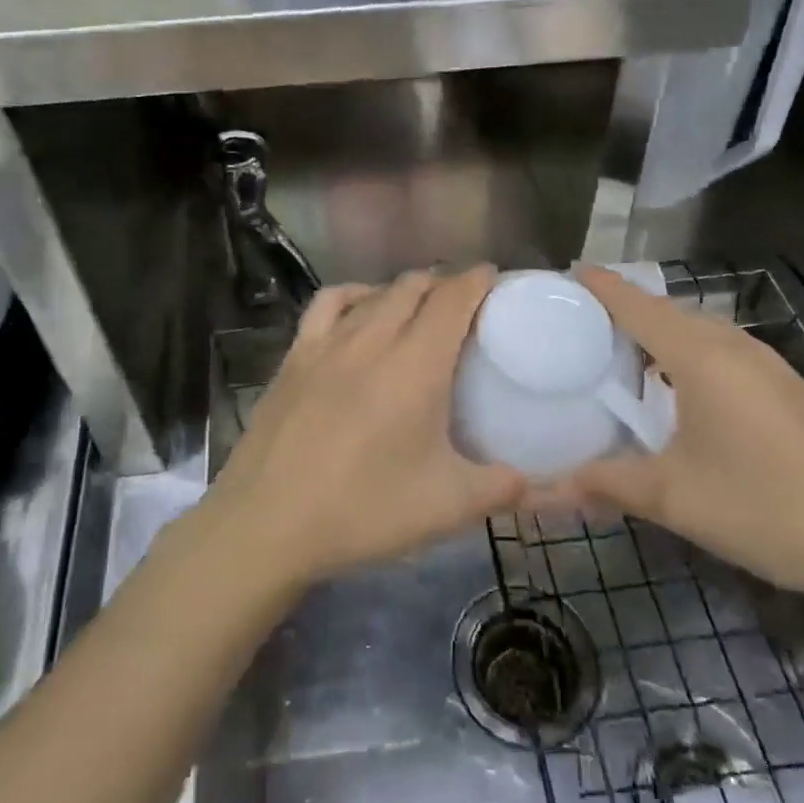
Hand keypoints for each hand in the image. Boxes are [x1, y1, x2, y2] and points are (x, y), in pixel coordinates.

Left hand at [203, 266, 527, 589]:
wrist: (267, 524)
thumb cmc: (363, 511)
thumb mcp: (446, 507)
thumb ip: (501, 489)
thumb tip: (536, 484)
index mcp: (416, 365)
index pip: (453, 299)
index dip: (477, 280)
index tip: (494, 278)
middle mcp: (373, 339)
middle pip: (414, 287)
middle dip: (444, 283)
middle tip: (465, 303)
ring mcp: (327, 343)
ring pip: (375, 293)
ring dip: (403, 289)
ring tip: (419, 304)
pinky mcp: (295, 356)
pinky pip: (328, 304)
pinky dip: (353, 295)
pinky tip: (360, 309)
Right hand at [562, 267, 803, 608]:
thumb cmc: (763, 508)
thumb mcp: (672, 498)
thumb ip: (602, 483)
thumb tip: (539, 491)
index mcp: (702, 357)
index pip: (638, 304)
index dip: (601, 286)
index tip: (565, 276)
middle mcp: (735, 346)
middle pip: (668, 310)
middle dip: (624, 308)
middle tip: (578, 324)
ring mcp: (769, 365)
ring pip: (699, 329)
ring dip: (659, 331)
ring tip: (620, 352)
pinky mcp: (787, 388)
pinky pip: (723, 350)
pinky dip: (688, 351)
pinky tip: (678, 388)